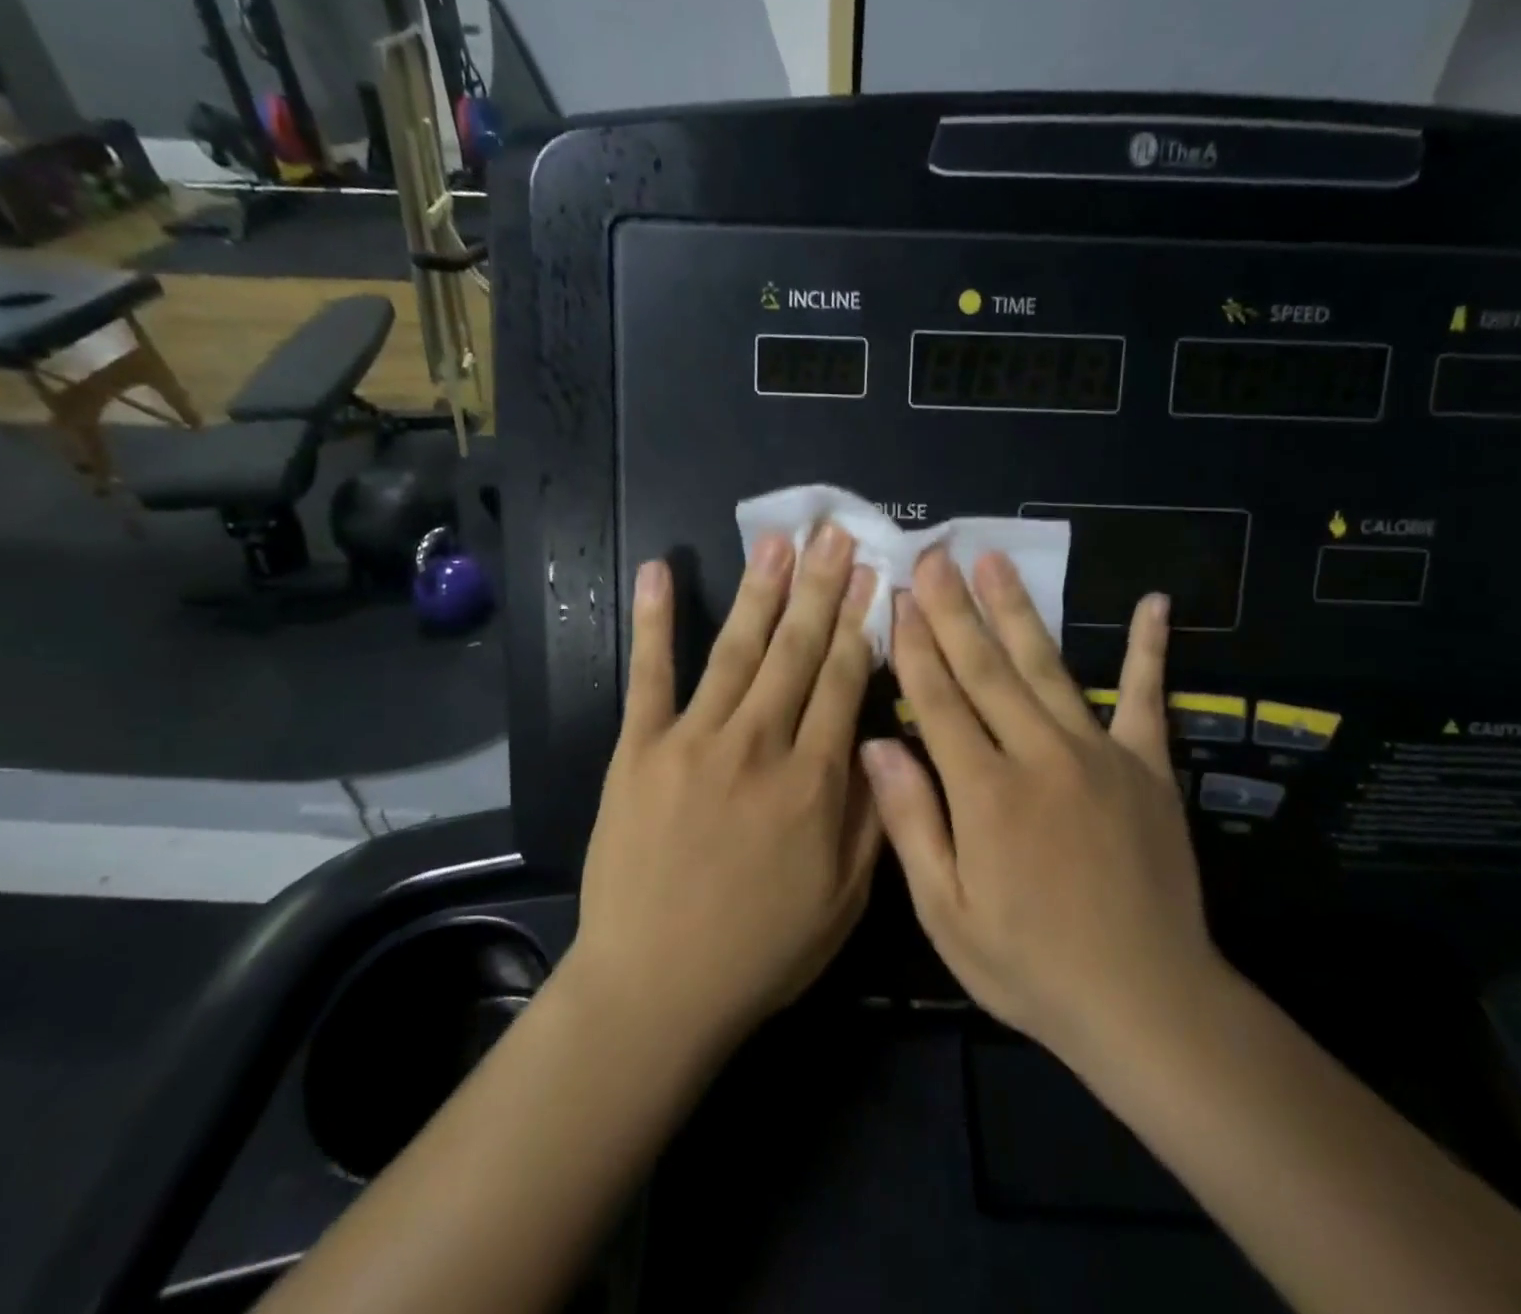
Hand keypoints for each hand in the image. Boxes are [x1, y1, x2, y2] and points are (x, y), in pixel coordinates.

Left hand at [572, 526, 883, 1053]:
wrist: (655, 987)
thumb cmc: (761, 950)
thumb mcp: (844, 898)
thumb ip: (870, 815)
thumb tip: (880, 742)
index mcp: (813, 781)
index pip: (843, 681)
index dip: (860, 623)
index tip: (873, 576)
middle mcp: (758, 745)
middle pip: (797, 651)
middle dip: (820, 588)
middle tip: (834, 535)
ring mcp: (694, 741)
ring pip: (737, 650)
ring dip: (760, 591)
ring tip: (778, 542)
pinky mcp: (640, 749)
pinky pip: (649, 675)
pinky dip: (655, 622)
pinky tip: (662, 573)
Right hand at [861, 550, 1226, 1066]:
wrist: (1146, 1003)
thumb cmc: (1030, 965)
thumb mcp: (947, 913)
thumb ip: (912, 822)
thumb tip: (875, 744)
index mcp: (986, 792)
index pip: (938, 699)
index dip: (915, 644)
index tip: (899, 595)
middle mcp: (1040, 756)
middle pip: (987, 668)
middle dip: (955, 608)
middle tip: (936, 554)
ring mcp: (1100, 755)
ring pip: (1048, 667)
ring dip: (1018, 610)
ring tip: (995, 562)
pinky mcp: (1148, 768)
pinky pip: (1146, 698)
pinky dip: (1149, 650)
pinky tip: (1155, 604)